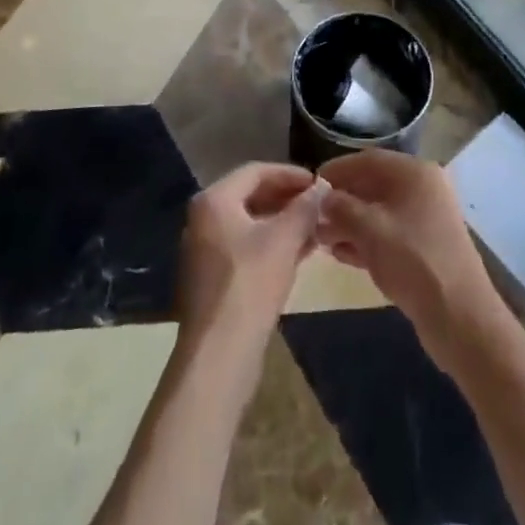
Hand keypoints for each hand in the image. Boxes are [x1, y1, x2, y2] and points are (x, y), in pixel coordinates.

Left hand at [175, 162, 323, 367]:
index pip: (256, 172)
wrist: (219, 352)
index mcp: (214, 200)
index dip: (290, 174)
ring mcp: (204, 249)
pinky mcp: (211, 277)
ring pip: (249, 223)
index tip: (318, 182)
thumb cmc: (250, 283)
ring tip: (315, 227)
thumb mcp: (284, 239)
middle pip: (250, 196)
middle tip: (318, 204)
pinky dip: (271, 244)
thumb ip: (304, 208)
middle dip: (287, 198)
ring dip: (282, 222)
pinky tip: (299, 253)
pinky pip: (245, 247)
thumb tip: (321, 189)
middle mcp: (202, 219)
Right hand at [315, 151, 508, 377]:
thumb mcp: (370, 229)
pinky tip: (340, 253)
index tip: (311, 184)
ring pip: (379, 212)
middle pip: (373, 185)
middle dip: (342, 200)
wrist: (460, 316)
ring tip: (321, 238)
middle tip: (313, 216)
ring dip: (349, 222)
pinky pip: (388, 233)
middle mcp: (422, 189)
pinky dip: (364, 240)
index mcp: (415, 173)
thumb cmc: (413, 260)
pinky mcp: (423, 246)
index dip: (338, 170)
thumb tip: (324, 198)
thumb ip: (342, 207)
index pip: (368, 160)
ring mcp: (425, 219)